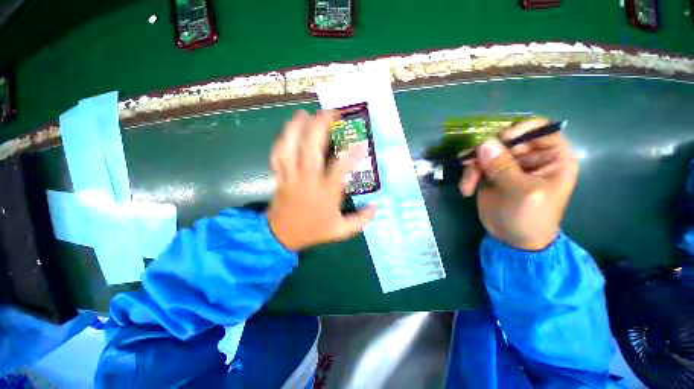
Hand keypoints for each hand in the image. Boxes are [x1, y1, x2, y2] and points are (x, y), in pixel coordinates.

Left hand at [267, 110, 375, 250]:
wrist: (281, 236)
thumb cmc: (313, 231)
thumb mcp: (340, 231)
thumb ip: (360, 220)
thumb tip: (376, 208)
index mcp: (325, 194)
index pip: (340, 169)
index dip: (351, 154)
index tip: (361, 142)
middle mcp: (308, 181)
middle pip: (311, 150)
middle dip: (319, 128)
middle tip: (330, 113)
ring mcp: (291, 177)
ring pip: (291, 149)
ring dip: (297, 128)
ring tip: (305, 113)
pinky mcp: (280, 176)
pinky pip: (278, 155)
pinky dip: (282, 140)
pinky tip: (289, 129)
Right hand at [459, 118, 578, 250]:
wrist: (514, 240)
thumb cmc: (531, 217)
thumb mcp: (522, 192)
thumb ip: (504, 167)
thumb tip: (484, 143)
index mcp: (552, 157)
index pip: (538, 129)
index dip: (519, 130)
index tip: (499, 141)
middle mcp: (530, 157)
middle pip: (505, 139)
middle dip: (486, 153)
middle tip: (472, 166)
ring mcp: (508, 165)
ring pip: (486, 152)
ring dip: (473, 166)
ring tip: (468, 184)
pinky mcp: (490, 174)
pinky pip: (475, 165)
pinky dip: (468, 175)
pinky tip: (466, 189)